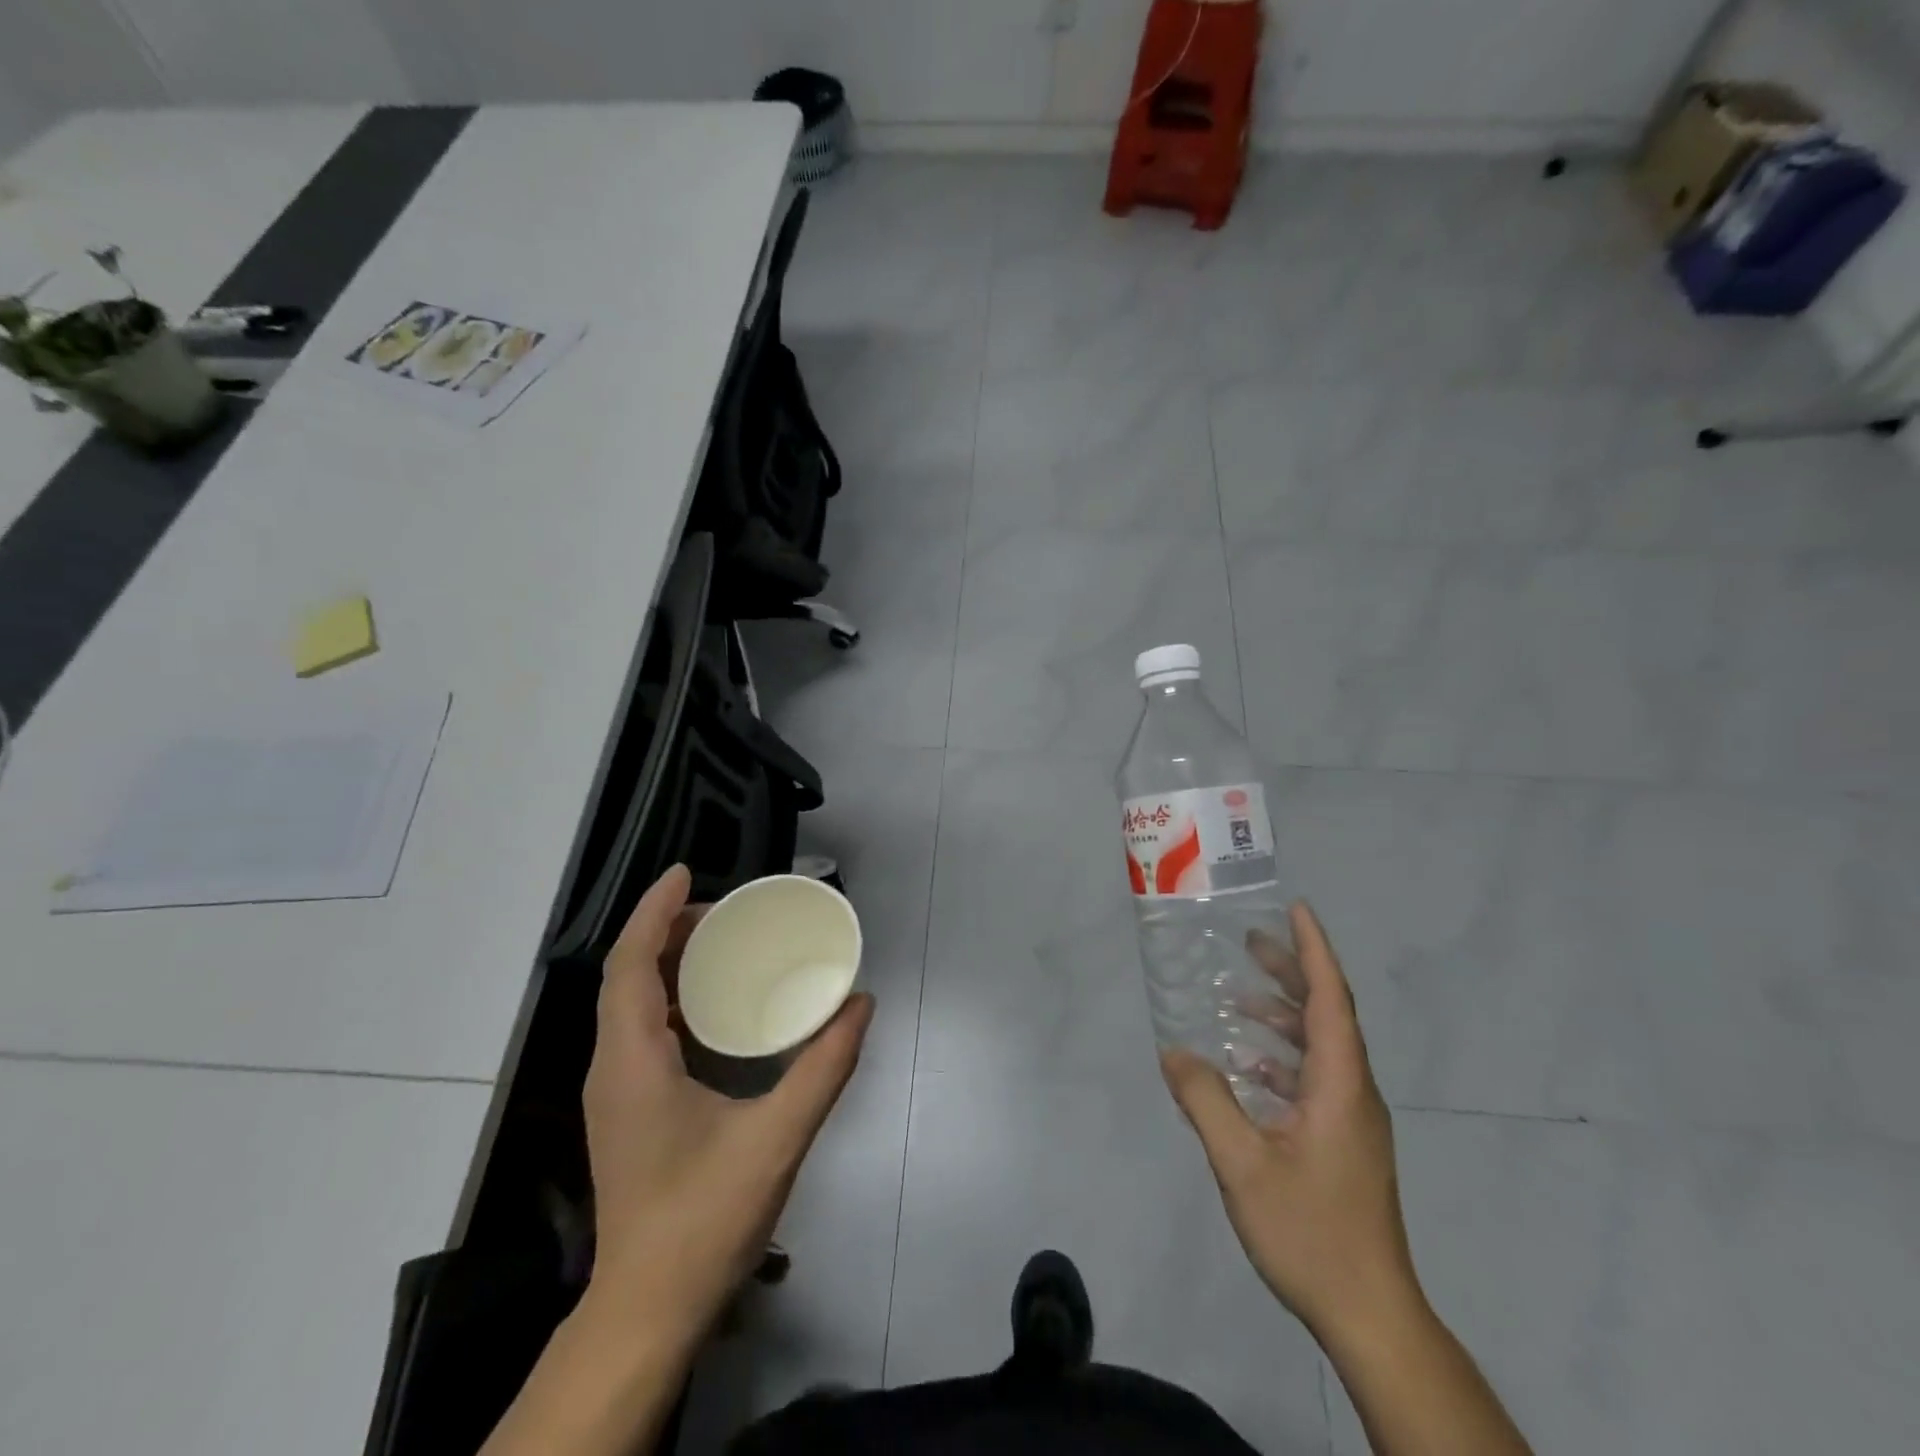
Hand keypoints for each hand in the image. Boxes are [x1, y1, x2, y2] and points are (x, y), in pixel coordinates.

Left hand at [581, 865, 873, 1340]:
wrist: (646, 1310)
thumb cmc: (704, 1220)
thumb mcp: (777, 1138)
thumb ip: (824, 1067)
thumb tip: (861, 1004)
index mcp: (634, 1061)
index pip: (631, 965)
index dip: (653, 912)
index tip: (684, 871)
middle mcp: (613, 1067)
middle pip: (627, 976)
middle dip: (667, 930)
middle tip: (724, 910)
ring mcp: (615, 1091)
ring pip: (629, 1003)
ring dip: (666, 963)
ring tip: (719, 943)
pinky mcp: (626, 1109)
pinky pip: (639, 1029)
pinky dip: (670, 998)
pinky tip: (712, 1007)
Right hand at [1161, 903, 1420, 1344]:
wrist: (1372, 1317)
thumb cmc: (1311, 1233)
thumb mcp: (1243, 1165)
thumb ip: (1206, 1102)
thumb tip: (1174, 1051)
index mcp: (1340, 1086)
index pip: (1331, 1000)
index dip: (1314, 951)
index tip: (1297, 909)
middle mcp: (1353, 1092)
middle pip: (1328, 1016)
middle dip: (1292, 973)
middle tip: (1251, 942)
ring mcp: (1352, 1120)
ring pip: (1320, 1049)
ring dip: (1283, 1017)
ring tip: (1238, 1001)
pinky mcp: (1344, 1144)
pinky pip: (1313, 1081)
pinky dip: (1281, 1061)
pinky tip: (1247, 1071)